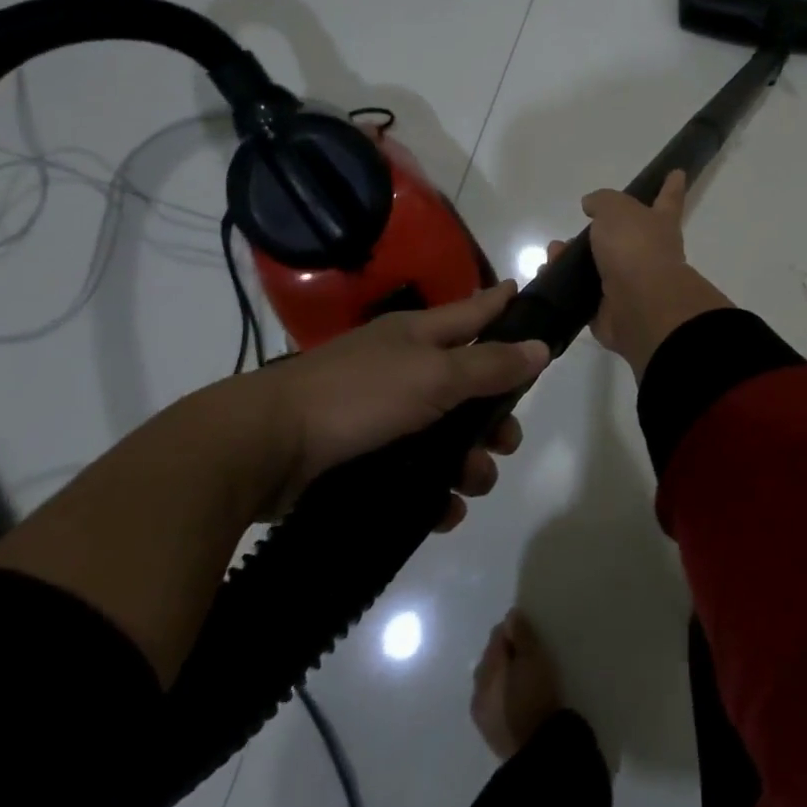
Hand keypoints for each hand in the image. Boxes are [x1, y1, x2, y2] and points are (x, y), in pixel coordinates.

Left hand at [232, 281, 548, 528]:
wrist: (265, 447)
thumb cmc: (358, 395)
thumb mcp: (434, 376)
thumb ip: (490, 365)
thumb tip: (541, 346)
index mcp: (419, 335)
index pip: (474, 310)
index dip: (503, 304)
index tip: (529, 294)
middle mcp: (404, 368)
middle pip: (467, 384)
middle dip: (494, 415)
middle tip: (507, 442)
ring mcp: (381, 412)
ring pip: (444, 434)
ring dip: (468, 462)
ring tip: (473, 486)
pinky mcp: (363, 455)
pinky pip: (415, 471)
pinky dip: (434, 491)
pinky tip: (444, 512)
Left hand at [471, 610, 565, 759]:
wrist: (537, 751)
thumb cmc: (536, 696)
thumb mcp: (534, 659)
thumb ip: (521, 635)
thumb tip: (510, 615)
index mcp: (487, 667)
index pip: (496, 637)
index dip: (511, 630)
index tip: (528, 631)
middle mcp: (478, 687)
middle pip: (490, 659)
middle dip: (505, 652)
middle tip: (528, 652)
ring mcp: (481, 712)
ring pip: (489, 682)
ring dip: (502, 674)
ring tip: (523, 675)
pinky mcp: (489, 732)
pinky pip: (493, 701)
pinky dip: (502, 693)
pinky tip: (517, 697)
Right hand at [550, 169, 731, 378]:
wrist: (639, 305)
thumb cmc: (635, 247)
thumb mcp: (617, 209)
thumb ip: (603, 201)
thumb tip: (592, 205)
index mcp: (659, 224)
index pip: (667, 199)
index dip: (671, 187)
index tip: (678, 173)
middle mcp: (647, 253)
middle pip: (622, 237)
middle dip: (596, 234)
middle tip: (572, 233)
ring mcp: (629, 284)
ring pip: (596, 266)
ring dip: (571, 259)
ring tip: (552, 254)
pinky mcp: (608, 310)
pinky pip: (581, 294)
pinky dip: (562, 285)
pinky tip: (545, 275)